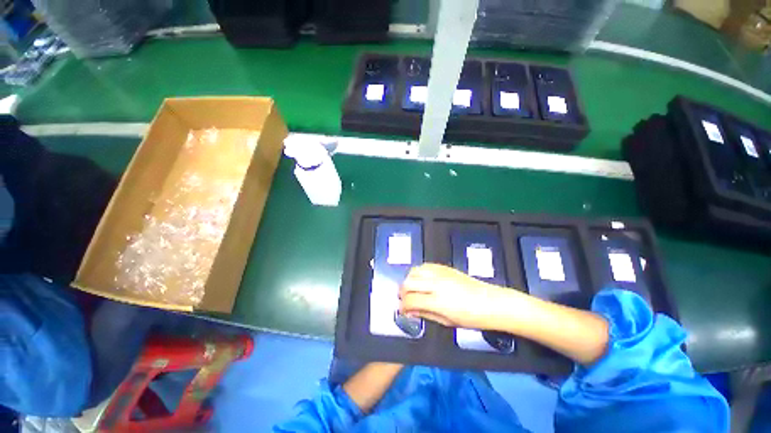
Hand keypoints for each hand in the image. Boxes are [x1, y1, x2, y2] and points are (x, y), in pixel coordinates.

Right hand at [399, 263, 511, 329]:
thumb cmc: (472, 317)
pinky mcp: (444, 267)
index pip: (410, 300)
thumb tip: (410, 311)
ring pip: (414, 271)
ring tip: (412, 289)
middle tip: (405, 300)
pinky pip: (424, 266)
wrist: (491, 302)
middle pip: (408, 283)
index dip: (403, 307)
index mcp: (438, 301)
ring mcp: (440, 273)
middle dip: (402, 293)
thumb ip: (425, 314)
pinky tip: (422, 280)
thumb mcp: (447, 322)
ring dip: (409, 281)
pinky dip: (418, 272)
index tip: (403, 311)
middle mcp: (436, 284)